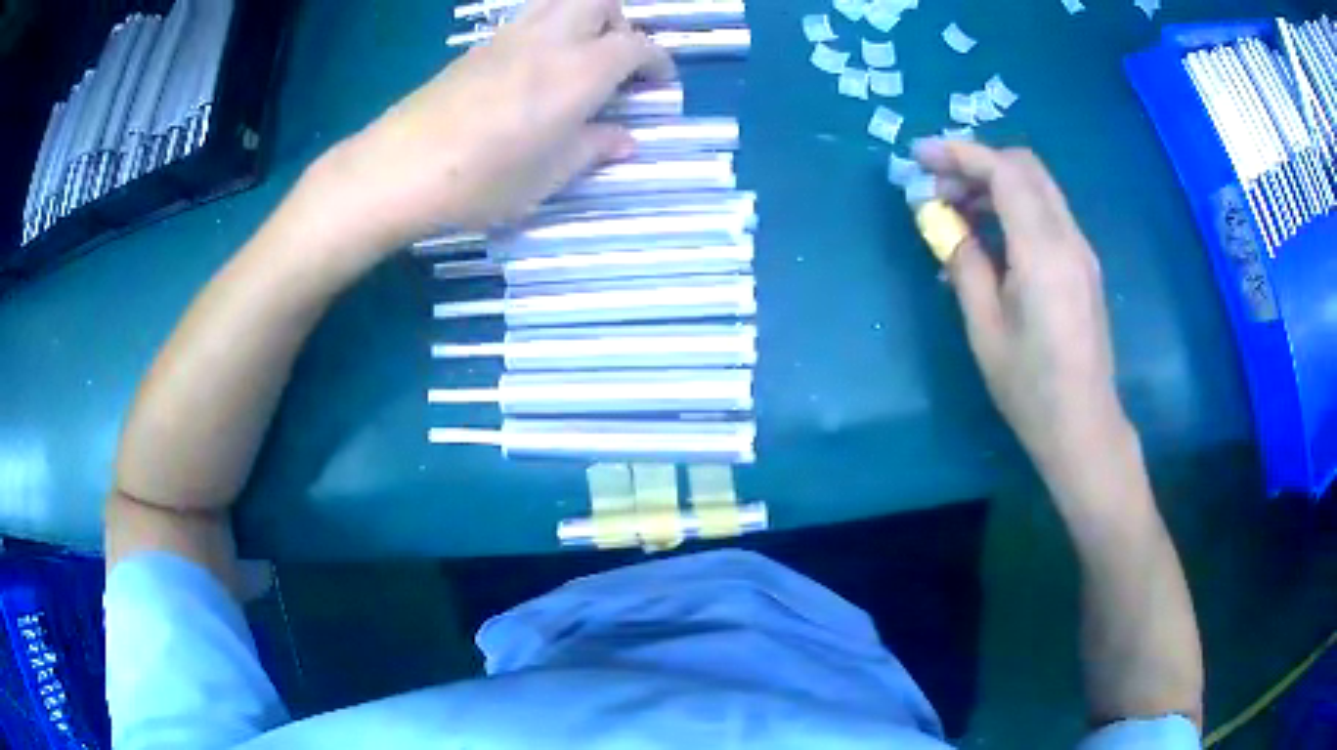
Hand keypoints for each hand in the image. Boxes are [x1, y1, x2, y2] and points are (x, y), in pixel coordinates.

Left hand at [320, 0, 674, 246]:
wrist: (398, 168)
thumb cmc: (482, 180)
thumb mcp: (548, 177)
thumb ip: (593, 148)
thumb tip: (625, 138)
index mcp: (579, 72)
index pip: (636, 46)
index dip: (657, 62)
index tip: (659, 84)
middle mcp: (550, 40)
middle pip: (599, 1)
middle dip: (620, 21)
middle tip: (618, 57)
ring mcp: (510, 37)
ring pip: (562, 0)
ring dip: (584, 16)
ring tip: (580, 55)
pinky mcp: (479, 47)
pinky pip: (528, 18)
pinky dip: (549, 28)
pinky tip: (536, 67)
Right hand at [914, 140, 1128, 482]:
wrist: (1084, 425)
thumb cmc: (1030, 387)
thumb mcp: (985, 329)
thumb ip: (965, 263)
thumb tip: (944, 223)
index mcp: (1043, 252)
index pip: (1005, 173)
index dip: (960, 154)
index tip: (919, 156)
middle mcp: (1068, 238)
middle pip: (1025, 168)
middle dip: (977, 163)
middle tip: (937, 186)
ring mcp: (1081, 249)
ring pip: (1038, 187)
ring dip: (995, 183)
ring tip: (956, 209)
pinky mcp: (1083, 264)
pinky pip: (1047, 213)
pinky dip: (1014, 206)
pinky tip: (990, 234)